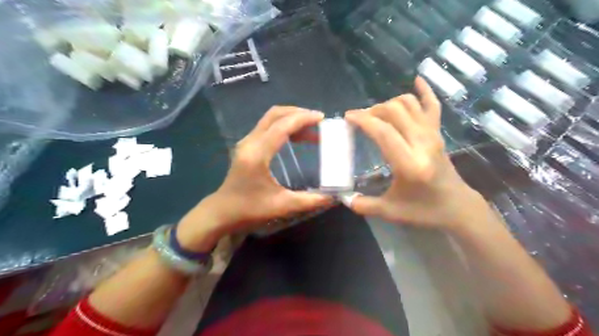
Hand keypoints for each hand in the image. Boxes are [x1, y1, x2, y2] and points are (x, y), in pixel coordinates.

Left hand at [176, 106, 334, 249]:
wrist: (222, 212)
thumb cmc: (249, 210)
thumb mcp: (282, 206)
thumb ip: (310, 201)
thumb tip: (334, 196)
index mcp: (257, 154)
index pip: (282, 126)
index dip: (303, 119)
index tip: (322, 119)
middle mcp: (250, 142)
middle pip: (275, 115)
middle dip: (298, 113)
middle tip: (318, 121)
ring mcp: (246, 142)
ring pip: (270, 119)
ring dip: (291, 119)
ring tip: (312, 129)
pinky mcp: (247, 146)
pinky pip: (267, 127)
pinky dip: (284, 126)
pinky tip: (297, 137)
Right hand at [344, 76, 483, 227]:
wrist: (457, 207)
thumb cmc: (424, 211)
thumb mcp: (390, 212)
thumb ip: (364, 205)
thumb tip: (343, 198)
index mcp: (409, 163)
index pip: (383, 132)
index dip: (363, 120)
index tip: (348, 117)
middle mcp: (422, 143)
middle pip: (395, 111)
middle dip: (373, 110)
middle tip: (359, 120)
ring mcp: (433, 135)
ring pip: (409, 104)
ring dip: (389, 103)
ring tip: (376, 114)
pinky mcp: (438, 133)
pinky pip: (432, 105)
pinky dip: (425, 90)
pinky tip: (417, 79)